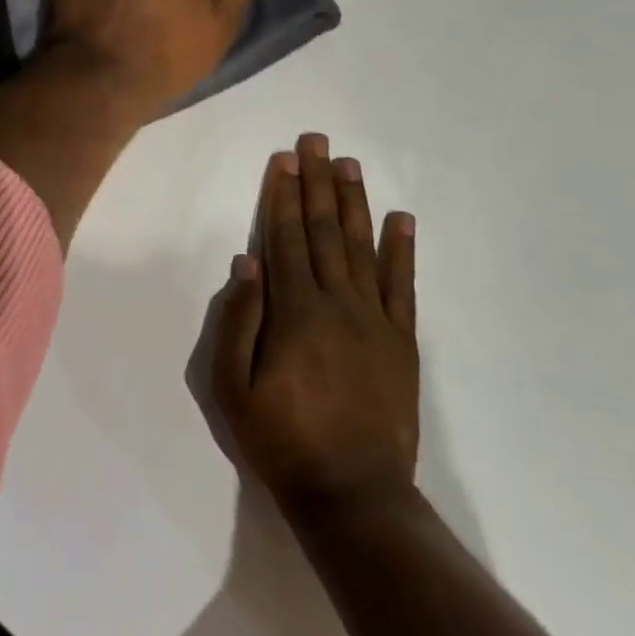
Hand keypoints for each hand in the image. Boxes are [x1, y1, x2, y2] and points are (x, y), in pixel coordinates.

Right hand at [212, 132, 419, 520]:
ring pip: (361, 247)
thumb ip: (238, 321)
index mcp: (295, 311)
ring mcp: (375, 320)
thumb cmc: (282, 441)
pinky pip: (402, 286)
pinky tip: (401, 219)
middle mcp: (337, 303)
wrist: (354, 495)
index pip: (285, 238)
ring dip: (353, 202)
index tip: (284, 158)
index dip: (282, 195)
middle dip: (316, 182)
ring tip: (349, 164)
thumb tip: (246, 261)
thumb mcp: (232, 389)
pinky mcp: (401, 342)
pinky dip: (401, 250)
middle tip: (316, 141)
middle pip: (323, 230)